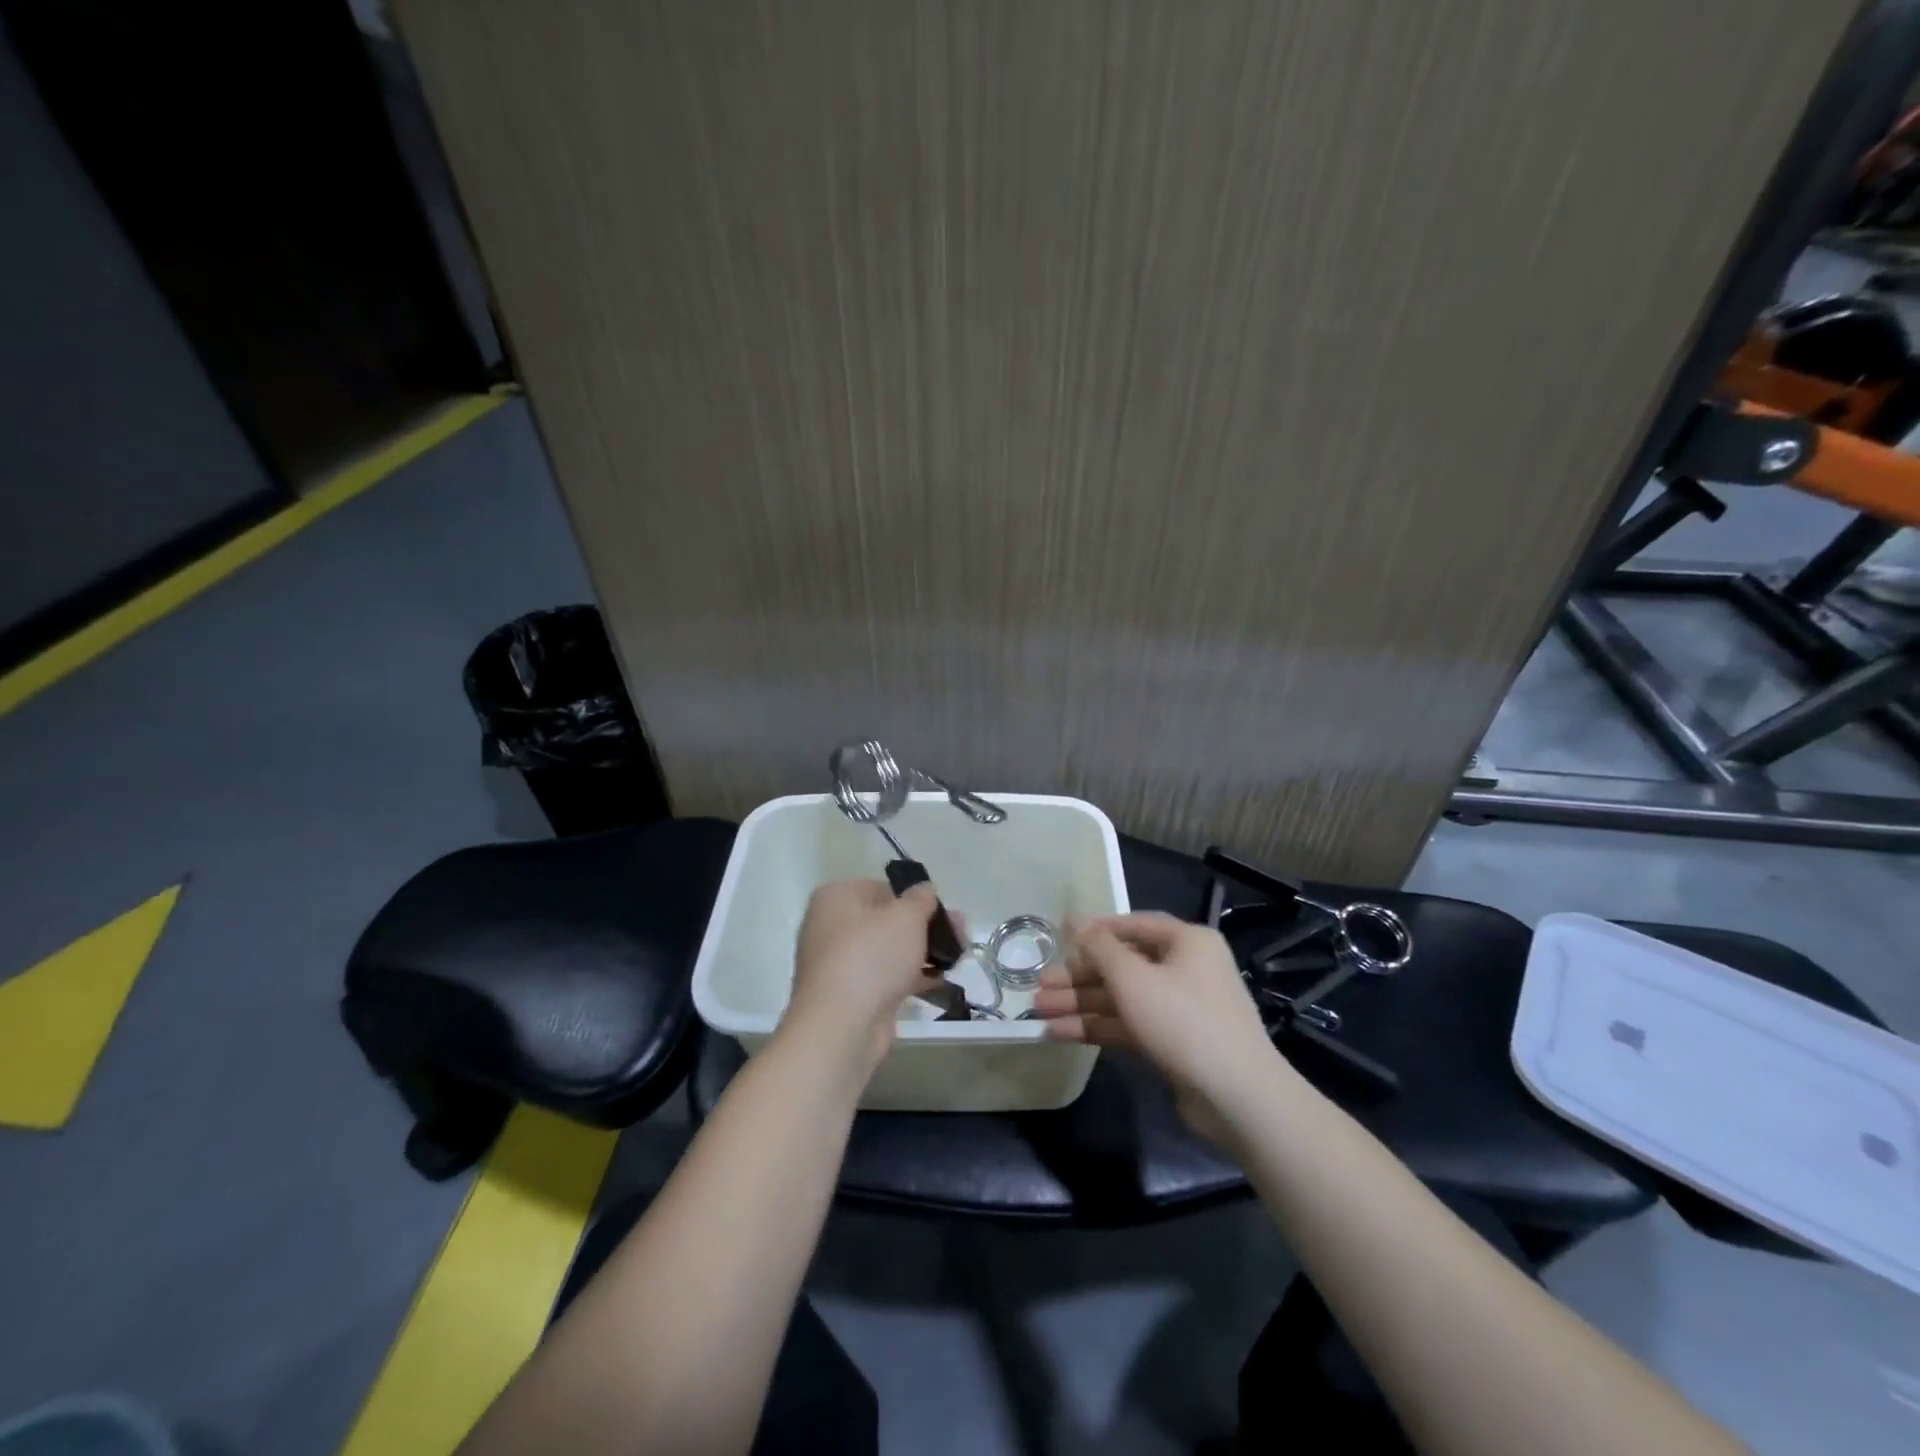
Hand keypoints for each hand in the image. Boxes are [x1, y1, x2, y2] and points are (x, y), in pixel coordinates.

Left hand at [780, 880, 946, 1074]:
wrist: (841, 1025)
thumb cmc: (872, 955)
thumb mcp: (906, 917)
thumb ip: (921, 899)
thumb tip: (925, 890)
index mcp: (837, 897)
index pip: (883, 889)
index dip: (916, 899)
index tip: (944, 913)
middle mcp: (831, 925)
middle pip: (888, 920)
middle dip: (926, 928)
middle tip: (960, 936)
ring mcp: (839, 962)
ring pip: (889, 950)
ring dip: (922, 953)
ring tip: (957, 959)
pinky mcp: (850, 993)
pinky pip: (885, 976)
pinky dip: (910, 976)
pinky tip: (939, 980)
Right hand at [1034, 913, 1293, 1140]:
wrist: (1237, 1097)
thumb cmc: (1183, 1021)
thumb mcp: (1134, 978)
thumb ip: (1099, 947)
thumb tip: (1073, 919)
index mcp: (1187, 942)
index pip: (1133, 925)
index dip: (1094, 931)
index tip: (1058, 938)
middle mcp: (1186, 968)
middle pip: (1123, 964)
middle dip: (1079, 976)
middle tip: (1040, 985)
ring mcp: (1181, 1008)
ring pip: (1122, 997)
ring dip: (1082, 1003)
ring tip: (1039, 1011)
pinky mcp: (1174, 1042)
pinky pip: (1129, 1024)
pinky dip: (1098, 1027)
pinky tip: (1060, 1034)